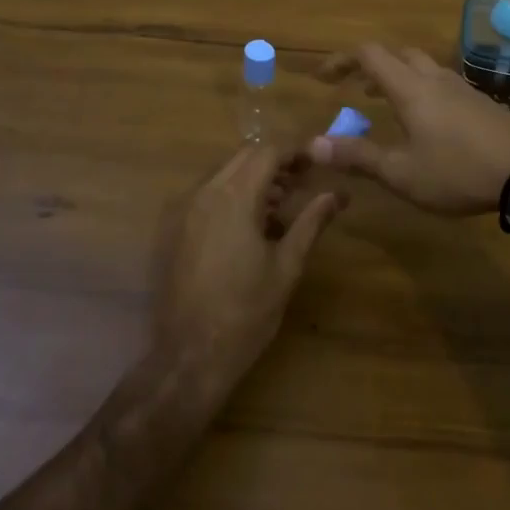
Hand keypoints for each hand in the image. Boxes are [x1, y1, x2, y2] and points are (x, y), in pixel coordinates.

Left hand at [153, 145, 344, 394]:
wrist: (187, 358)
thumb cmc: (245, 313)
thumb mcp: (287, 267)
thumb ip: (311, 222)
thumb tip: (337, 195)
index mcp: (233, 197)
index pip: (268, 151)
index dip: (296, 150)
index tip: (319, 161)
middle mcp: (203, 193)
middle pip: (244, 156)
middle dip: (276, 162)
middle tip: (304, 181)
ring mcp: (182, 210)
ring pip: (223, 173)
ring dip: (253, 178)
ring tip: (281, 206)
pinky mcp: (172, 229)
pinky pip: (206, 195)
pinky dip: (231, 195)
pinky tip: (250, 225)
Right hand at [309, 43, 509, 214]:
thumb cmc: (458, 172)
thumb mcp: (401, 172)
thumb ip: (358, 156)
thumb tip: (313, 144)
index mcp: (411, 88)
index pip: (369, 54)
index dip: (341, 60)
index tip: (323, 78)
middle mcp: (435, 78)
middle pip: (397, 54)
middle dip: (371, 66)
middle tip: (354, 89)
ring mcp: (463, 87)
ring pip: (423, 67)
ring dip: (398, 77)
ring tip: (385, 103)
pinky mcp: (482, 102)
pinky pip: (442, 83)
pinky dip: (422, 90)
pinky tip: (427, 121)